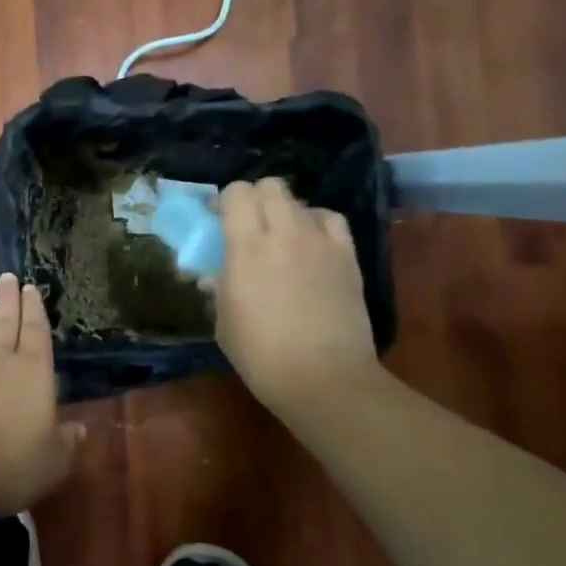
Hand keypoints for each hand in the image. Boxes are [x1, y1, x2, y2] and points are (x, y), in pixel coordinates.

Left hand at [0, 275, 80, 514]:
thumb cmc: (11, 462)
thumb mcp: (52, 460)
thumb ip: (66, 441)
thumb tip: (80, 429)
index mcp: (32, 370)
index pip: (35, 330)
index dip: (34, 308)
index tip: (30, 287)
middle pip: (4, 321)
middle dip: (7, 299)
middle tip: (7, 278)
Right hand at [216, 179, 383, 411]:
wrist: (324, 378)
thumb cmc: (261, 355)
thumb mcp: (223, 320)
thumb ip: (220, 285)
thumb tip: (218, 272)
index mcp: (246, 247)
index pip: (236, 193)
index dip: (225, 202)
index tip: (219, 222)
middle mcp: (284, 233)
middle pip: (270, 186)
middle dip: (256, 199)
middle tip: (250, 226)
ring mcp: (321, 242)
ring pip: (300, 201)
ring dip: (286, 212)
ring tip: (283, 238)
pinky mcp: (348, 256)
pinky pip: (331, 220)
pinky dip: (317, 224)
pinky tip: (312, 244)